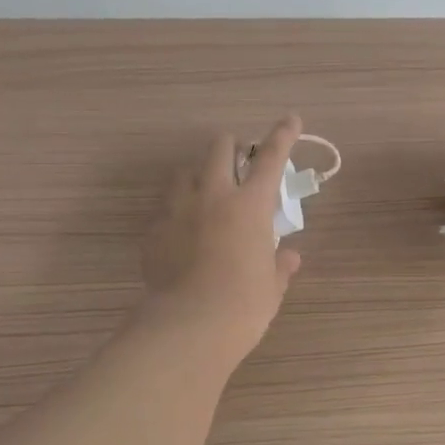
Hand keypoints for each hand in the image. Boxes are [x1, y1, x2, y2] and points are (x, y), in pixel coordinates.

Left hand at [139, 115, 303, 365]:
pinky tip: (183, 236)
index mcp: (250, 205)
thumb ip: (280, 265)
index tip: (290, 119)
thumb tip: (289, 256)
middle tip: (238, 163)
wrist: (189, 326)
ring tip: (206, 197)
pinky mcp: (154, 232)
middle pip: (219, 149)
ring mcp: (178, 210)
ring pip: (185, 173)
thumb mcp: (271, 286)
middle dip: (231, 147)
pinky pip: (166, 210)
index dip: (283, 135)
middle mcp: (212, 196)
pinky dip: (178, 214)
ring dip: (199, 176)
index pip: (271, 158)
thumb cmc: (243, 305)